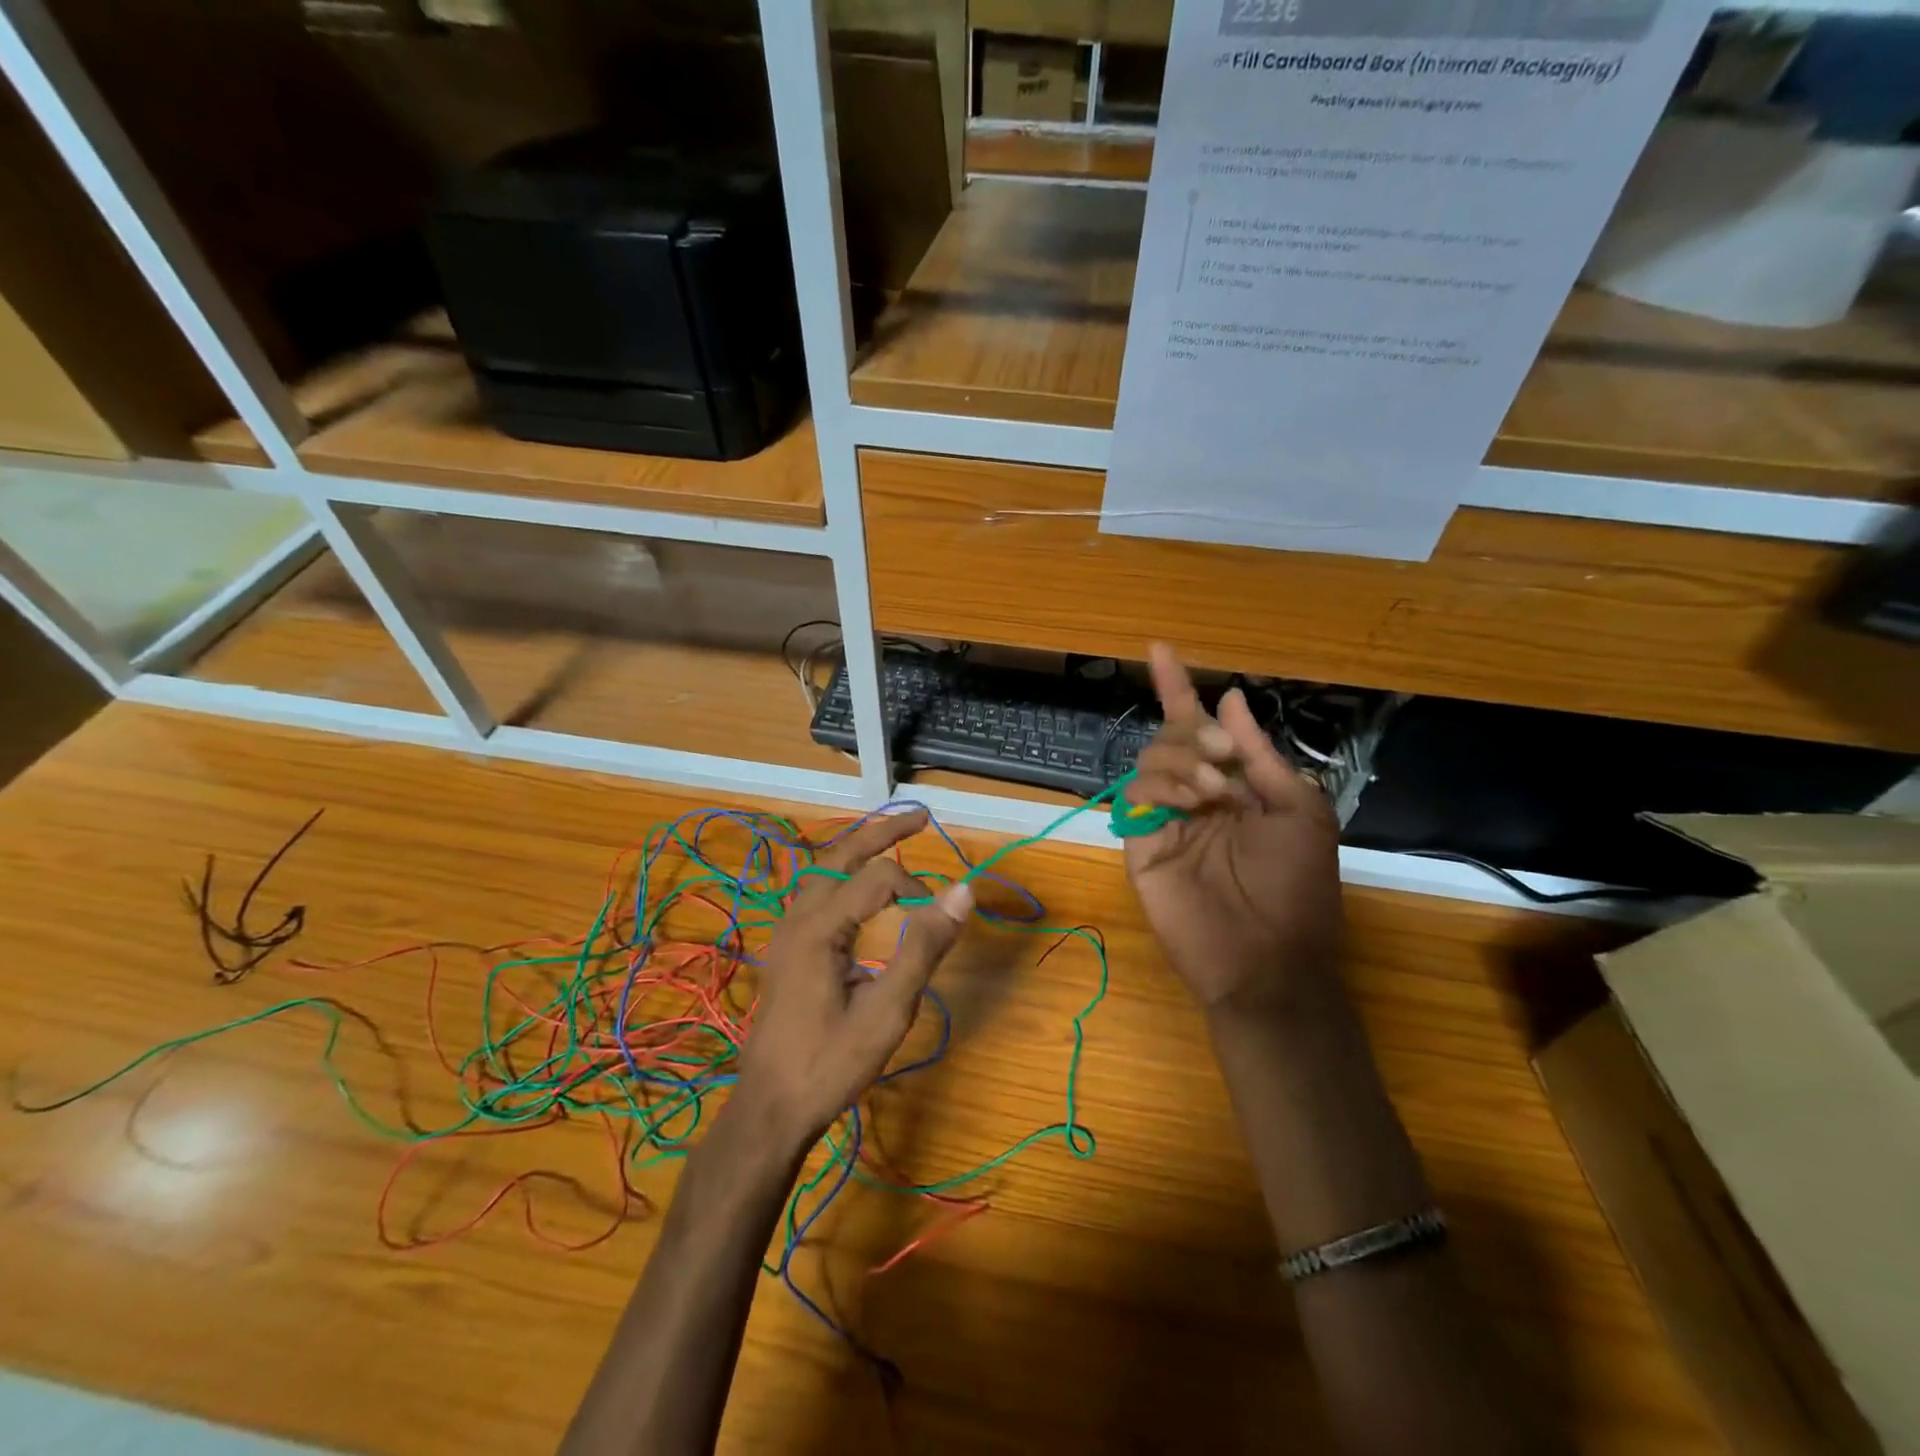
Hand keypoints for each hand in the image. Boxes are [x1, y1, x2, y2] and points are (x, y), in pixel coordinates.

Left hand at [732, 809, 972, 1150]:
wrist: (770, 1108)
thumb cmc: (830, 1064)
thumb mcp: (887, 1011)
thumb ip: (923, 948)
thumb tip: (962, 892)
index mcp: (819, 927)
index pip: (879, 879)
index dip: (917, 891)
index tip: (940, 922)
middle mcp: (797, 917)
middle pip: (840, 854)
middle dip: (882, 831)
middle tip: (922, 818)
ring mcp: (786, 932)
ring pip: (822, 870)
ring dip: (859, 849)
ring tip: (892, 838)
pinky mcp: (787, 948)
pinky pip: (815, 891)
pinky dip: (843, 873)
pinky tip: (859, 887)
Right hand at [1125, 645, 1343, 1021]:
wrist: (1270, 958)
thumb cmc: (1297, 886)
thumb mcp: (1299, 809)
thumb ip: (1261, 754)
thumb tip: (1230, 698)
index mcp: (1232, 785)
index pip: (1196, 726)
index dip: (1179, 688)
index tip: (1160, 649)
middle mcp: (1192, 796)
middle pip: (1169, 736)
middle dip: (1192, 729)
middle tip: (1224, 756)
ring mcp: (1164, 820)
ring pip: (1149, 760)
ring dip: (1183, 760)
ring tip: (1215, 791)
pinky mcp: (1140, 844)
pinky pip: (1134, 797)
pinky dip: (1161, 787)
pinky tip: (1192, 804)